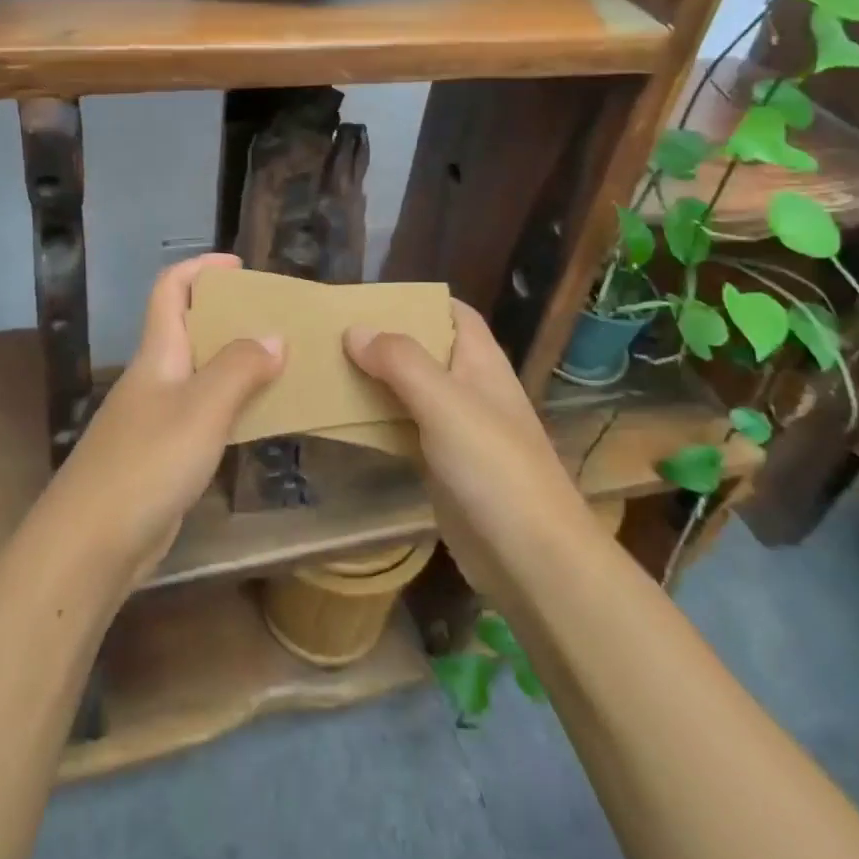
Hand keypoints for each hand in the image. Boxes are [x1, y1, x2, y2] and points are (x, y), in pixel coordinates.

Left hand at [42, 254, 283, 582]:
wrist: (90, 544)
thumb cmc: (147, 462)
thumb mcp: (202, 408)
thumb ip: (240, 368)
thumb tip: (273, 337)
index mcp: (157, 353)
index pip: (170, 289)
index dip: (201, 268)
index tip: (241, 268)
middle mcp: (154, 378)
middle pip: (188, 328)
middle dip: (229, 316)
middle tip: (277, 321)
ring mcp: (154, 418)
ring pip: (199, 374)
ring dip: (235, 364)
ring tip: (281, 366)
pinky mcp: (162, 456)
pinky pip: (202, 415)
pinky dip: (230, 407)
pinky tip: (257, 420)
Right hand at [345, 301, 596, 590]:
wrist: (532, 560)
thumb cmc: (494, 466)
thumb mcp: (445, 402)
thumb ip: (400, 361)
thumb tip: (354, 330)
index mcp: (481, 361)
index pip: (453, 312)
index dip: (416, 300)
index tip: (368, 299)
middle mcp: (470, 388)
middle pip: (425, 350)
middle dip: (384, 340)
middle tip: (332, 333)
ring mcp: (457, 430)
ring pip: (410, 392)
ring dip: (375, 380)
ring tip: (326, 368)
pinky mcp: (443, 467)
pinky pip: (404, 431)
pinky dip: (377, 421)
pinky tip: (343, 419)